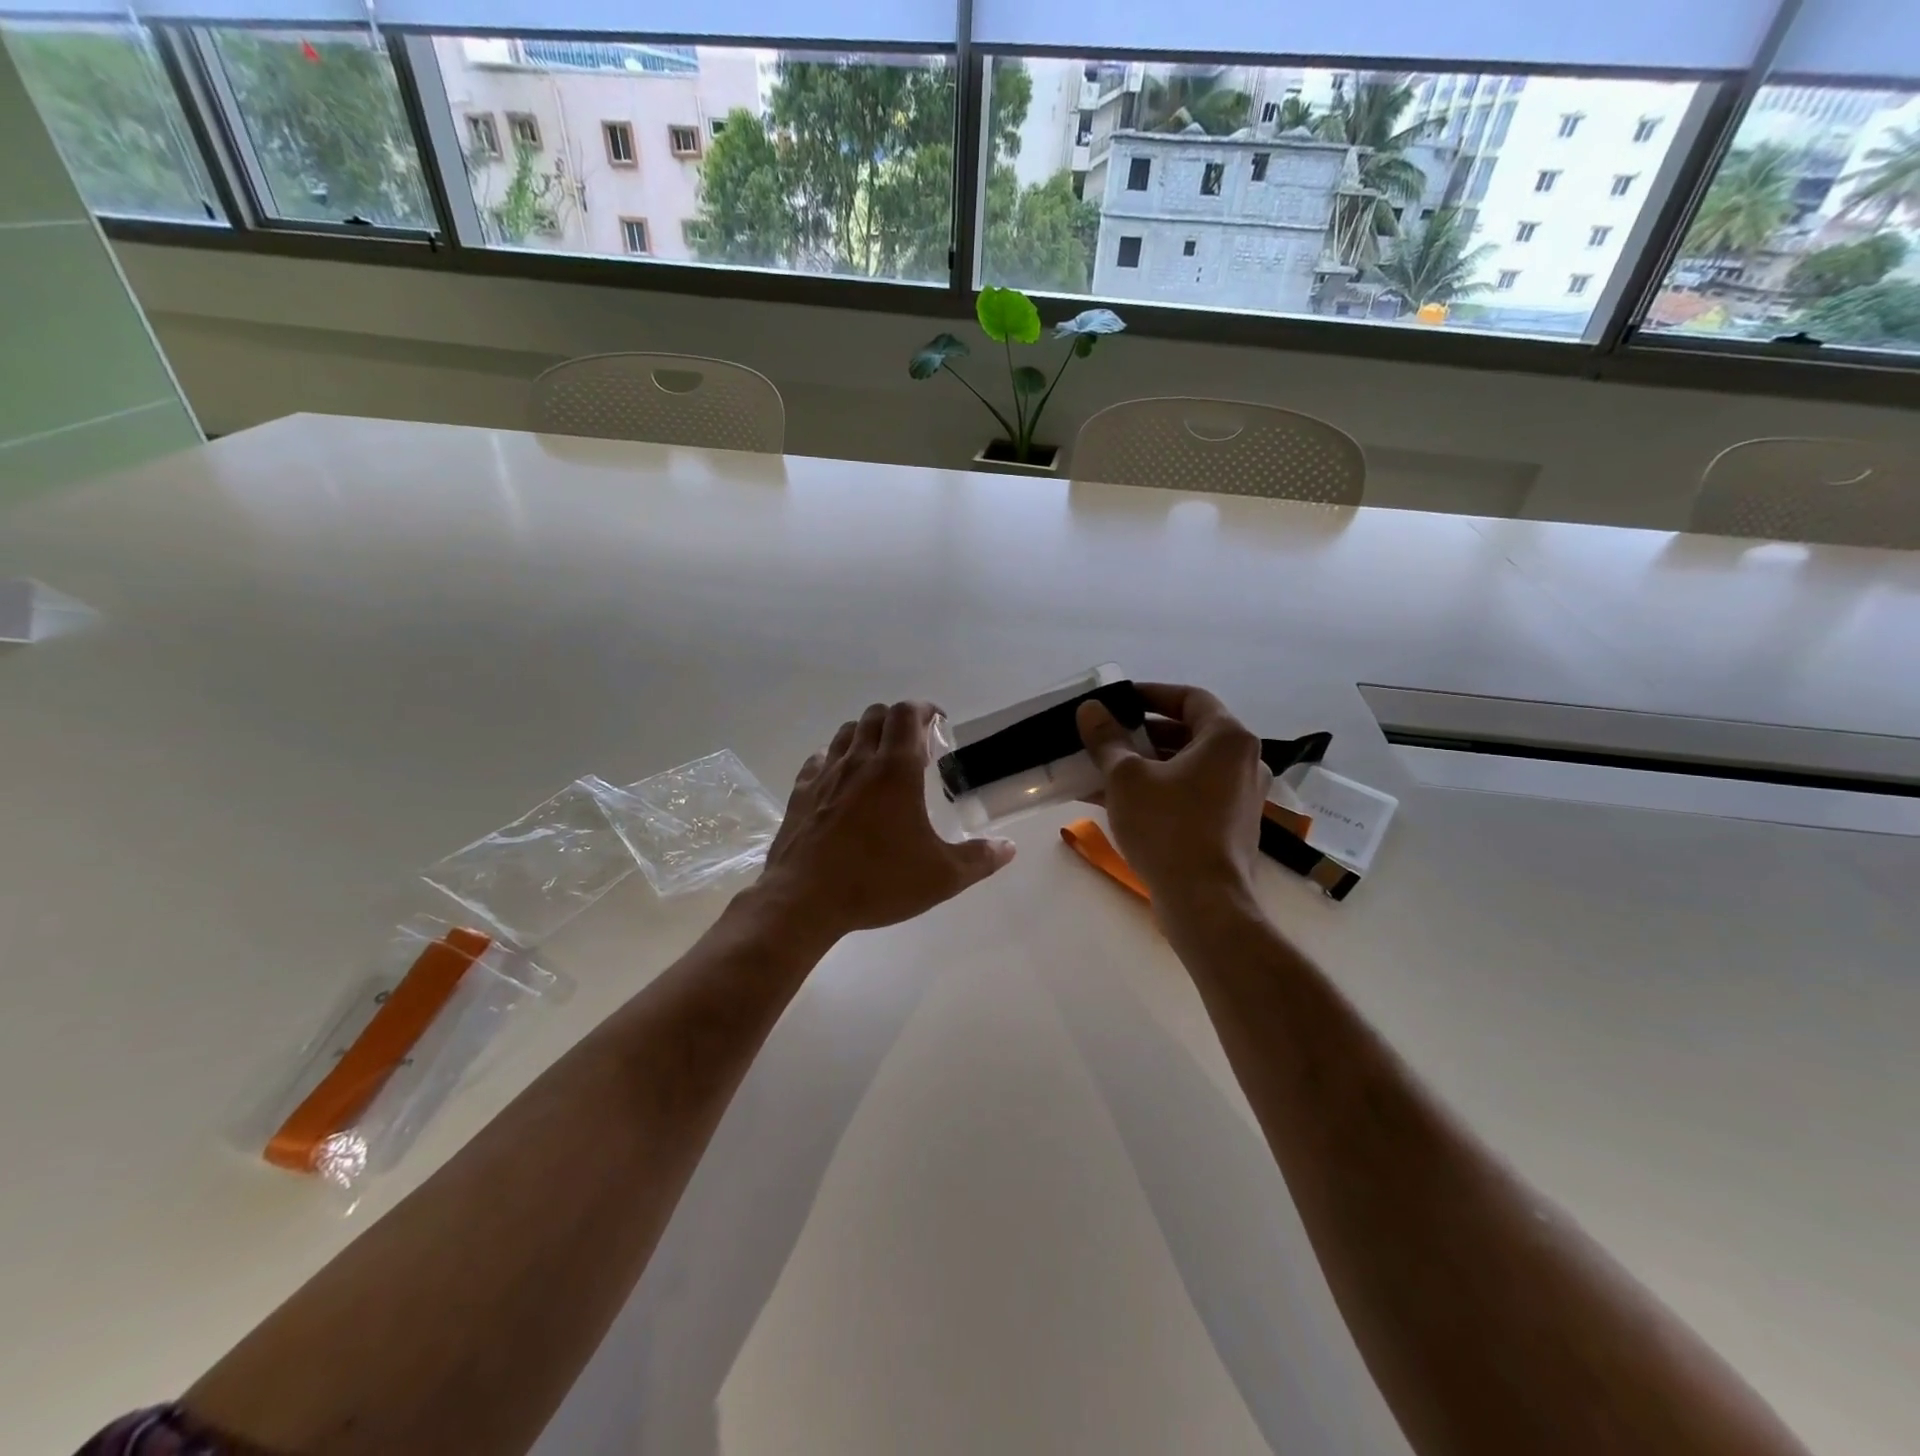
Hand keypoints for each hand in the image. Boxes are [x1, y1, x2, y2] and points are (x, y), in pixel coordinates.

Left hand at [756, 701, 1015, 940]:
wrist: (804, 900)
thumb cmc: (877, 881)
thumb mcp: (941, 877)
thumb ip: (979, 859)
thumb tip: (1009, 847)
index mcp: (896, 769)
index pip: (907, 714)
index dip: (924, 709)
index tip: (937, 724)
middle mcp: (859, 761)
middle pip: (876, 715)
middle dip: (898, 720)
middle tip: (914, 746)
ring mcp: (825, 774)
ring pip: (846, 732)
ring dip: (867, 734)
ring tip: (880, 759)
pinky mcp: (800, 792)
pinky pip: (819, 759)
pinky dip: (836, 758)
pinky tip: (842, 781)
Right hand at [1076, 683, 1268, 905]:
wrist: (1204, 902)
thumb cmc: (1168, 827)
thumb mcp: (1126, 777)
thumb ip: (1107, 739)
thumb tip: (1090, 710)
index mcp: (1228, 739)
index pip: (1190, 698)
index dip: (1151, 694)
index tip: (1118, 700)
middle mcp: (1243, 762)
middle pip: (1187, 734)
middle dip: (1140, 735)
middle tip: (1104, 737)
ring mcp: (1240, 797)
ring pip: (1185, 768)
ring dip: (1144, 766)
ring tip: (1100, 771)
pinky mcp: (1230, 827)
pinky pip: (1190, 795)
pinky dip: (1158, 791)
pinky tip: (1115, 803)